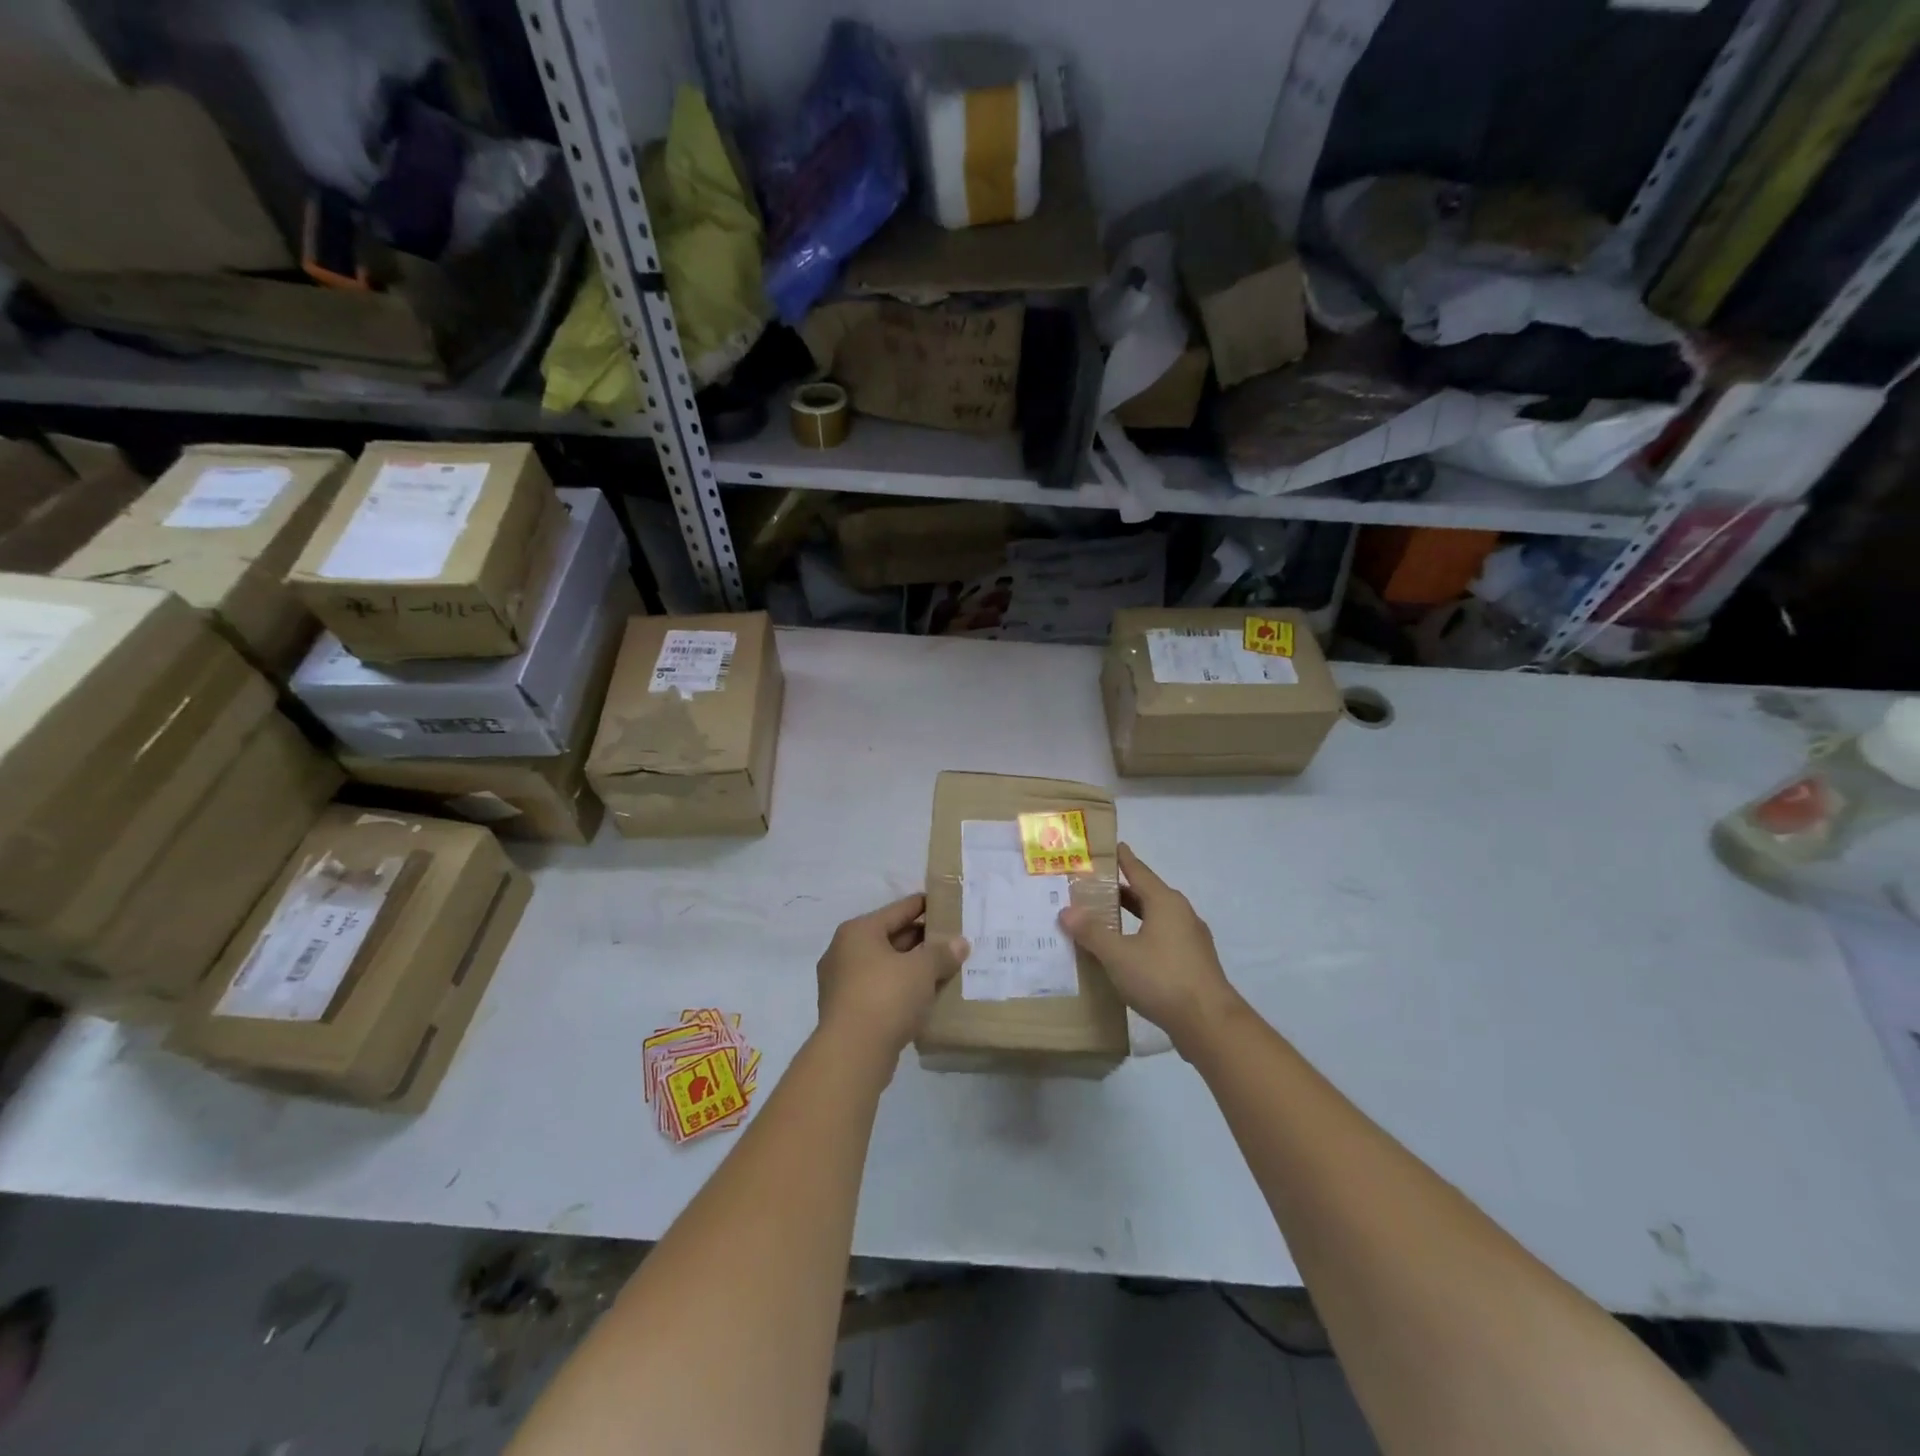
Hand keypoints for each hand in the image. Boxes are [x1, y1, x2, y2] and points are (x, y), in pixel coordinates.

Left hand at [816, 894, 967, 1066]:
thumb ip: (942, 952)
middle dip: (922, 940)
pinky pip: (881, 989)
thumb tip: (960, 942)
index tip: (948, 904)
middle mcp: (845, 951)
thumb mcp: (921, 970)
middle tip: (953, 940)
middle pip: (891, 937)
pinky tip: (926, 995)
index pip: (898, 910)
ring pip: (886, 966)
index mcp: (859, 931)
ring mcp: (842, 983)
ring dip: (913, 967)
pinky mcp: (847, 1010)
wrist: (852, 1054)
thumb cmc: (886, 997)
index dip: (924, 906)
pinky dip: (902, 989)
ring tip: (945, 967)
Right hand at [1059, 843, 1240, 1050]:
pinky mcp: (1193, 963)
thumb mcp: (1118, 955)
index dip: (1122, 859)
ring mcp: (1191, 940)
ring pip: (1155, 919)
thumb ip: (1092, 932)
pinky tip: (1126, 952)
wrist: (1209, 1024)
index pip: (1139, 871)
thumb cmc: (1162, 978)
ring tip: (1104, 919)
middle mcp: (1181, 914)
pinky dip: (1141, 936)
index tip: (1110, 846)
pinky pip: (1161, 939)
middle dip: (1120, 891)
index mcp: (1165, 903)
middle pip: (1146, 894)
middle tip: (1092, 888)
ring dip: (1131, 916)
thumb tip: (1066, 910)